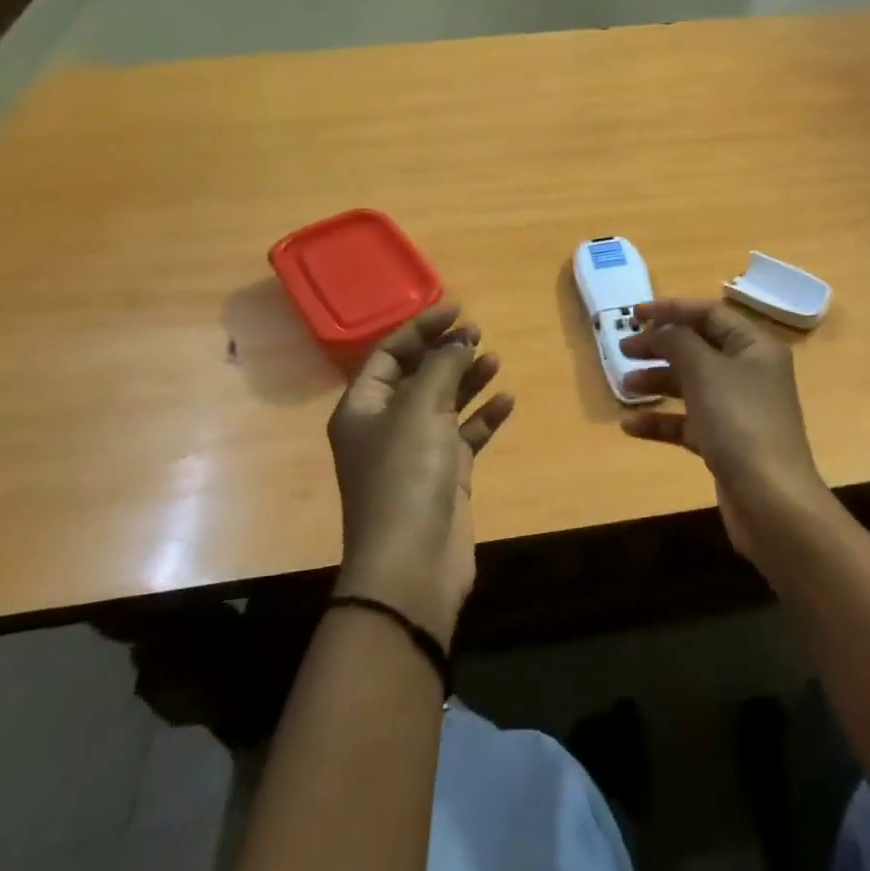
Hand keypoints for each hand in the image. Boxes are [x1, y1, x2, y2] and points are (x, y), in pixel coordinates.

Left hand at [328, 305, 513, 646]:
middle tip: (478, 332)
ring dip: (467, 381)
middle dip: (446, 352)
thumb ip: (442, 367)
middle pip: (417, 376)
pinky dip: (484, 417)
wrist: (412, 562)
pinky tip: (506, 401)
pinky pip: (465, 435)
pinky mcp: (444, 476)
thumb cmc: (406, 474)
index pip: (389, 354)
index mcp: (362, 407)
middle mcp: (385, 426)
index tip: (458, 308)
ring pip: (444, 404)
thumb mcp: (421, 409)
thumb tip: (460, 338)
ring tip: (495, 359)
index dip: (421, 328)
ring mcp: (415, 453)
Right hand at [618, 298, 837, 564]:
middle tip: (624, 348)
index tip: (633, 314)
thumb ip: (677, 341)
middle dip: (660, 346)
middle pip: (699, 348)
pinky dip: (662, 420)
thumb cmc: (739, 422)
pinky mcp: (727, 442)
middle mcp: (750, 372)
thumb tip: (659, 330)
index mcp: (755, 346)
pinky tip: (631, 426)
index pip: (710, 314)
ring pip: (692, 385)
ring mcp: (739, 410)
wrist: (770, 500)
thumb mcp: (704, 371)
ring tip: (624, 385)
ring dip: (658, 381)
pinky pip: (689, 422)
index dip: (671, 309)